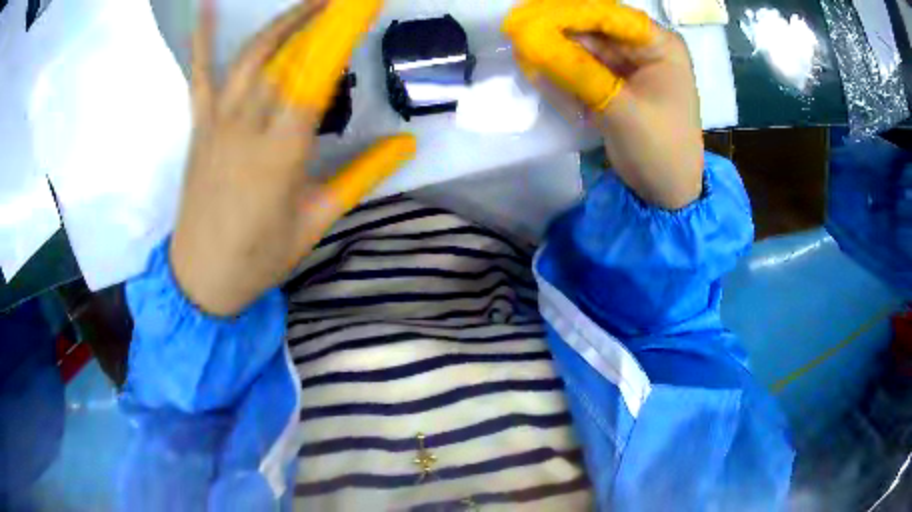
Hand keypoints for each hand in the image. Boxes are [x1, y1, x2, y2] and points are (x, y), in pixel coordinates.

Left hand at [171, 0, 414, 316]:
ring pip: (251, 56)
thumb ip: (362, 174)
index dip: (343, 34)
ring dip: (283, 22)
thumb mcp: (318, 219)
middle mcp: (248, 126)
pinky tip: (207, 6)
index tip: (365, 4)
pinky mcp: (199, 126)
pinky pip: (200, 75)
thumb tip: (407, 142)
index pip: (318, 76)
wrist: (200, 277)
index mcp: (282, 152)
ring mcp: (218, 122)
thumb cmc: (260, 257)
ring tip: (312, 1)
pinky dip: (203, 38)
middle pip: (287, 56)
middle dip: (320, 18)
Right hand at [506, 4, 702, 209]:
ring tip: (524, 53)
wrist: (668, 195)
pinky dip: (563, 69)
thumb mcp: (621, 109)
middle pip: (593, 27)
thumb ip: (576, 71)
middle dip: (557, 31)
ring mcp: (630, 64)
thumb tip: (527, 40)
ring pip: (585, 46)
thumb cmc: (660, 150)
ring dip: (556, 50)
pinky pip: (584, 66)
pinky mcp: (616, 82)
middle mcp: (644, 47)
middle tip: (516, 33)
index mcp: (659, 44)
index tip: (525, 16)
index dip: (565, 12)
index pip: (607, 14)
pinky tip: (540, 70)